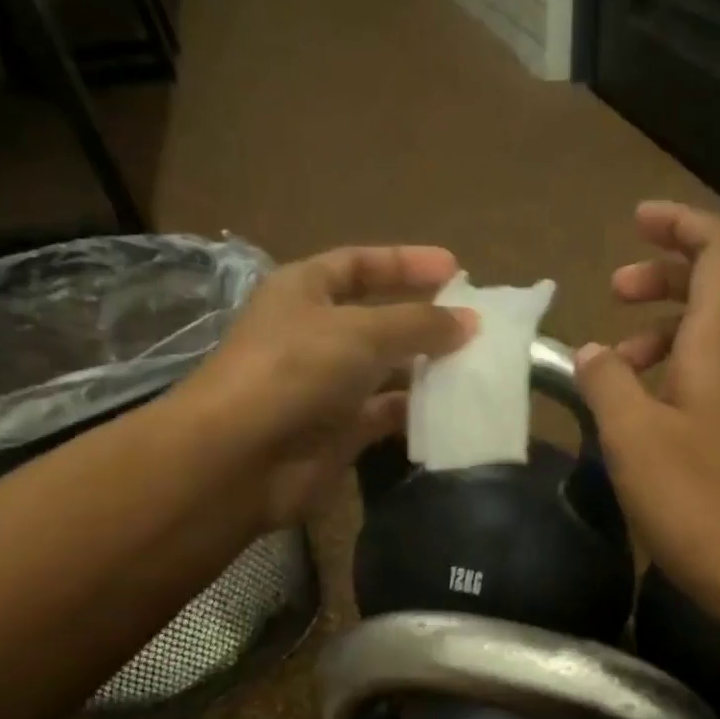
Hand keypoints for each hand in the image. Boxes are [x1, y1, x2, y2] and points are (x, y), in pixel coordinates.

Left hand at [184, 244, 474, 526]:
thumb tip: (470, 322)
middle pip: (378, 319)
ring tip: (475, 367)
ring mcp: (327, 386)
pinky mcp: (339, 432)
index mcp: (305, 291)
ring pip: (386, 370)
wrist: (244, 455)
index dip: (406, 262)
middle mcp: (316, 334)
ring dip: (426, 369)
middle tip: (475, 326)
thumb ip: (419, 323)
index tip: (456, 269)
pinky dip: (415, 412)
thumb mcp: (362, 331)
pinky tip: (452, 409)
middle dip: (424, 320)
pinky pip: (386, 414)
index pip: (360, 264)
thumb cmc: (296, 370)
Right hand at [574, 202, 719, 612]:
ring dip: (657, 336)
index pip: (719, 251)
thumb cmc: (701, 503)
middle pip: (713, 289)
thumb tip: (591, 354)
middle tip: (613, 292)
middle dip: (663, 277)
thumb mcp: (635, 438)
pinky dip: (665, 379)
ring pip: (704, 340)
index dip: (680, 225)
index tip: (636, 222)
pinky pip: (702, 384)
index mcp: (719, 344)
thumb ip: (607, 384)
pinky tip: (633, 418)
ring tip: (610, 368)